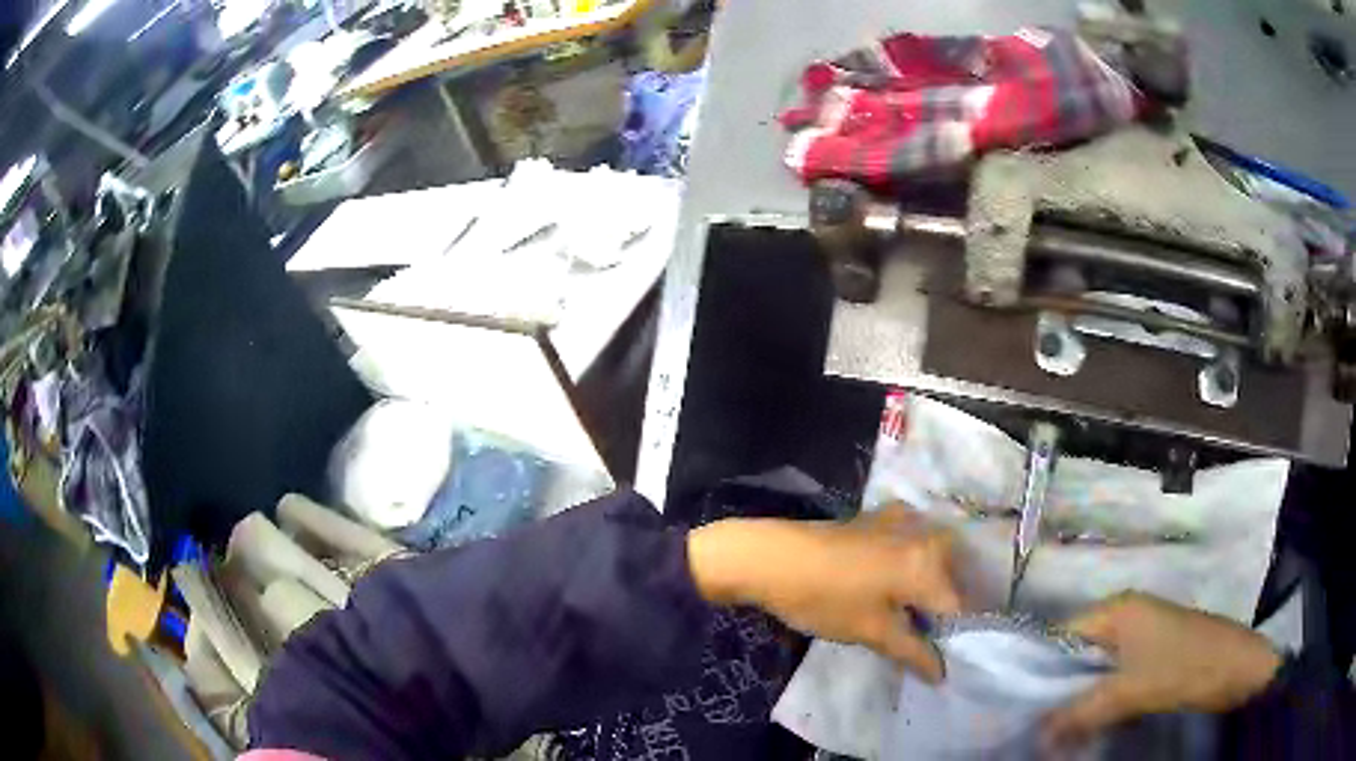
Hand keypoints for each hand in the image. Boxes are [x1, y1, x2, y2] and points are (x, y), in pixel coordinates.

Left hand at [687, 505, 960, 682]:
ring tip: (917, 616)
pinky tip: (899, 586)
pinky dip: (917, 564)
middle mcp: (926, 532)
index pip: (960, 604)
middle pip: (953, 575)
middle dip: (947, 607)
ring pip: (936, 557)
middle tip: (933, 637)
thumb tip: (942, 674)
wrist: (770, 556)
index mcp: (929, 561)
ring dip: (934, 585)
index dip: (956, 634)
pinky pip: (915, 542)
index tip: (948, 655)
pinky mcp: (881, 517)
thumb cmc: (824, 598)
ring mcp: (903, 519)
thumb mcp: (871, 631)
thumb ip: (913, 652)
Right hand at [1044, 592, 1281, 746]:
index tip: (1015, 707)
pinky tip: (1086, 726)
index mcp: (1119, 609)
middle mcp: (1126, 617)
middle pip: (1077, 654)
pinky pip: (1112, 680)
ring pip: (1094, 671)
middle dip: (1056, 691)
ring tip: (1054, 733)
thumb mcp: (1131, 692)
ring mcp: (1141, 637)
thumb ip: (1081, 712)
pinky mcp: (1152, 658)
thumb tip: (1035, 736)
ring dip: (1077, 701)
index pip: (1061, 635)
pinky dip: (1098, 703)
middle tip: (1033, 727)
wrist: (1237, 668)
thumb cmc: (1184, 667)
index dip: (1037, 670)